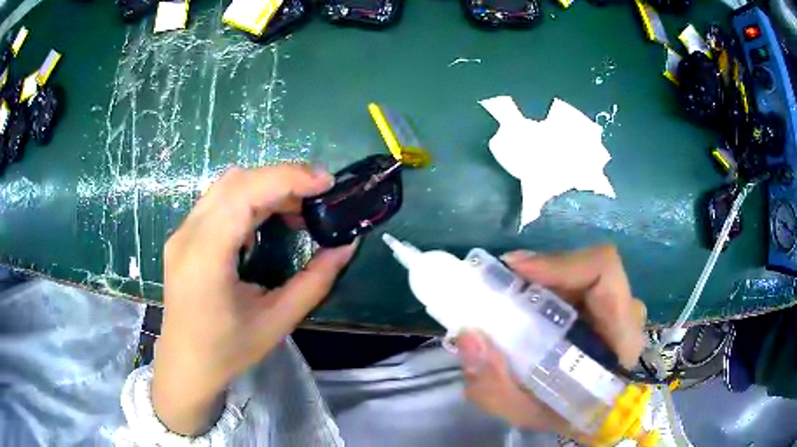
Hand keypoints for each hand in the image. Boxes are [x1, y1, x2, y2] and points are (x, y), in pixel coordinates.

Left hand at [152, 165, 356, 434]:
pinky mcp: (184, 236)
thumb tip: (346, 246)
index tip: (326, 182)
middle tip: (319, 196)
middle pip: (236, 182)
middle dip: (282, 179)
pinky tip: (268, 220)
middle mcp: (188, 235)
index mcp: (206, 258)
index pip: (244, 195)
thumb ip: (314, 282)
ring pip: (227, 186)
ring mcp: (182, 233)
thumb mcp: (277, 322)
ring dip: (266, 187)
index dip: (287, 179)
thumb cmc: (228, 351)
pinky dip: (250, 198)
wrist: (186, 364)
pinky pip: (219, 201)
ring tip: (299, 208)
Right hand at [457, 246, 645, 437]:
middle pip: (588, 268)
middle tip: (500, 284)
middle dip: (542, 272)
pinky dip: (550, 285)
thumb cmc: (563, 415)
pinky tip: (526, 302)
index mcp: (621, 340)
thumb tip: (468, 335)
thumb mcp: (524, 412)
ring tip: (509, 295)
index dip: (560, 262)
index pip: (604, 274)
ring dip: (544, 279)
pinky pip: (580, 281)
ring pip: (582, 272)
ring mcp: (620, 306)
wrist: (589, 417)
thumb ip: (494, 385)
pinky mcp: (608, 305)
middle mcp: (626, 314)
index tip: (515, 271)